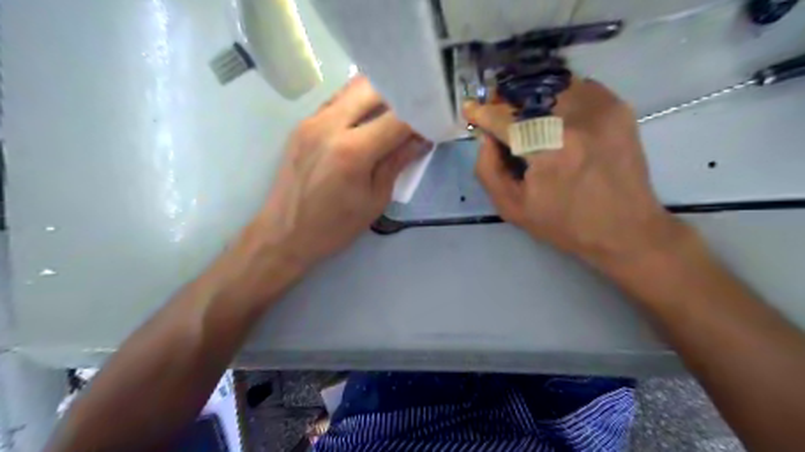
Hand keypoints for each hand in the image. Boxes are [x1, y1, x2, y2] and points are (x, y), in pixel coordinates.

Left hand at [250, 76, 426, 271]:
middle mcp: (330, 125)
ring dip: (377, 96)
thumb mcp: (375, 200)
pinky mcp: (301, 124)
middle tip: (413, 115)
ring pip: (352, 89)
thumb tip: (420, 140)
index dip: (420, 118)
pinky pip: (336, 101)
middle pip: (373, 89)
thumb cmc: (334, 226)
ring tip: (392, 115)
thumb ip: (397, 163)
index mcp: (353, 151)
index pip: (397, 119)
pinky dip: (356, 104)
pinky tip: (365, 122)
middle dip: (399, 98)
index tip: (432, 124)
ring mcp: (312, 120)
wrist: (284, 233)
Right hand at [465, 79, 683, 270]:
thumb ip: (488, 170)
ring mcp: (601, 109)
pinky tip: (554, 117)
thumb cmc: (565, 224)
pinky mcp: (618, 107)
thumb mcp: (513, 208)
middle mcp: (576, 120)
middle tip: (497, 112)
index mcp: (549, 150)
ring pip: (552, 86)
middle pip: (528, 94)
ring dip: (532, 97)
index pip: (506, 119)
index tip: (471, 108)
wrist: (625, 229)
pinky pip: (578, 87)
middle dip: (506, 101)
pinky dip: (559, 96)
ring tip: (524, 115)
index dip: (484, 112)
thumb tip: (486, 137)